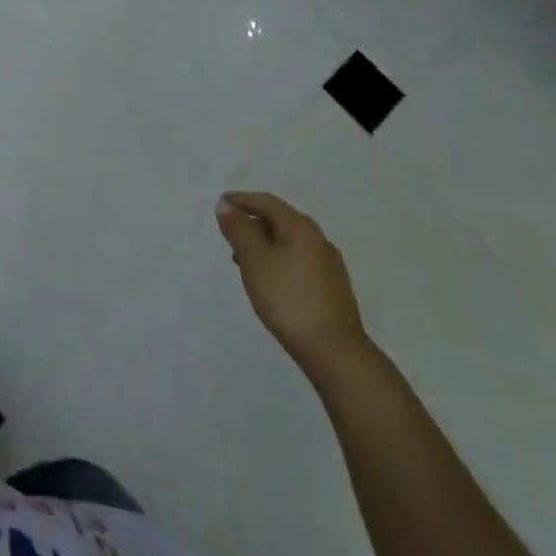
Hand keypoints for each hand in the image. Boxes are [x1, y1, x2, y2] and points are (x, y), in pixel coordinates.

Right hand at [216, 191, 370, 373]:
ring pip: (289, 243)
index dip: (241, 200)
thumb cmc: (289, 300)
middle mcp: (319, 240)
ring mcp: (329, 266)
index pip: (267, 202)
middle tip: (229, 234)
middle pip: (280, 220)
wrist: (336, 354)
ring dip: (264, 244)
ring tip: (243, 260)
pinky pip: (298, 262)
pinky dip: (278, 261)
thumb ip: (239, 229)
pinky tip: (269, 281)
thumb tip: (226, 204)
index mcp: (302, 228)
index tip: (220, 205)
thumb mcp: (255, 260)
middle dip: (252, 223)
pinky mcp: (332, 290)